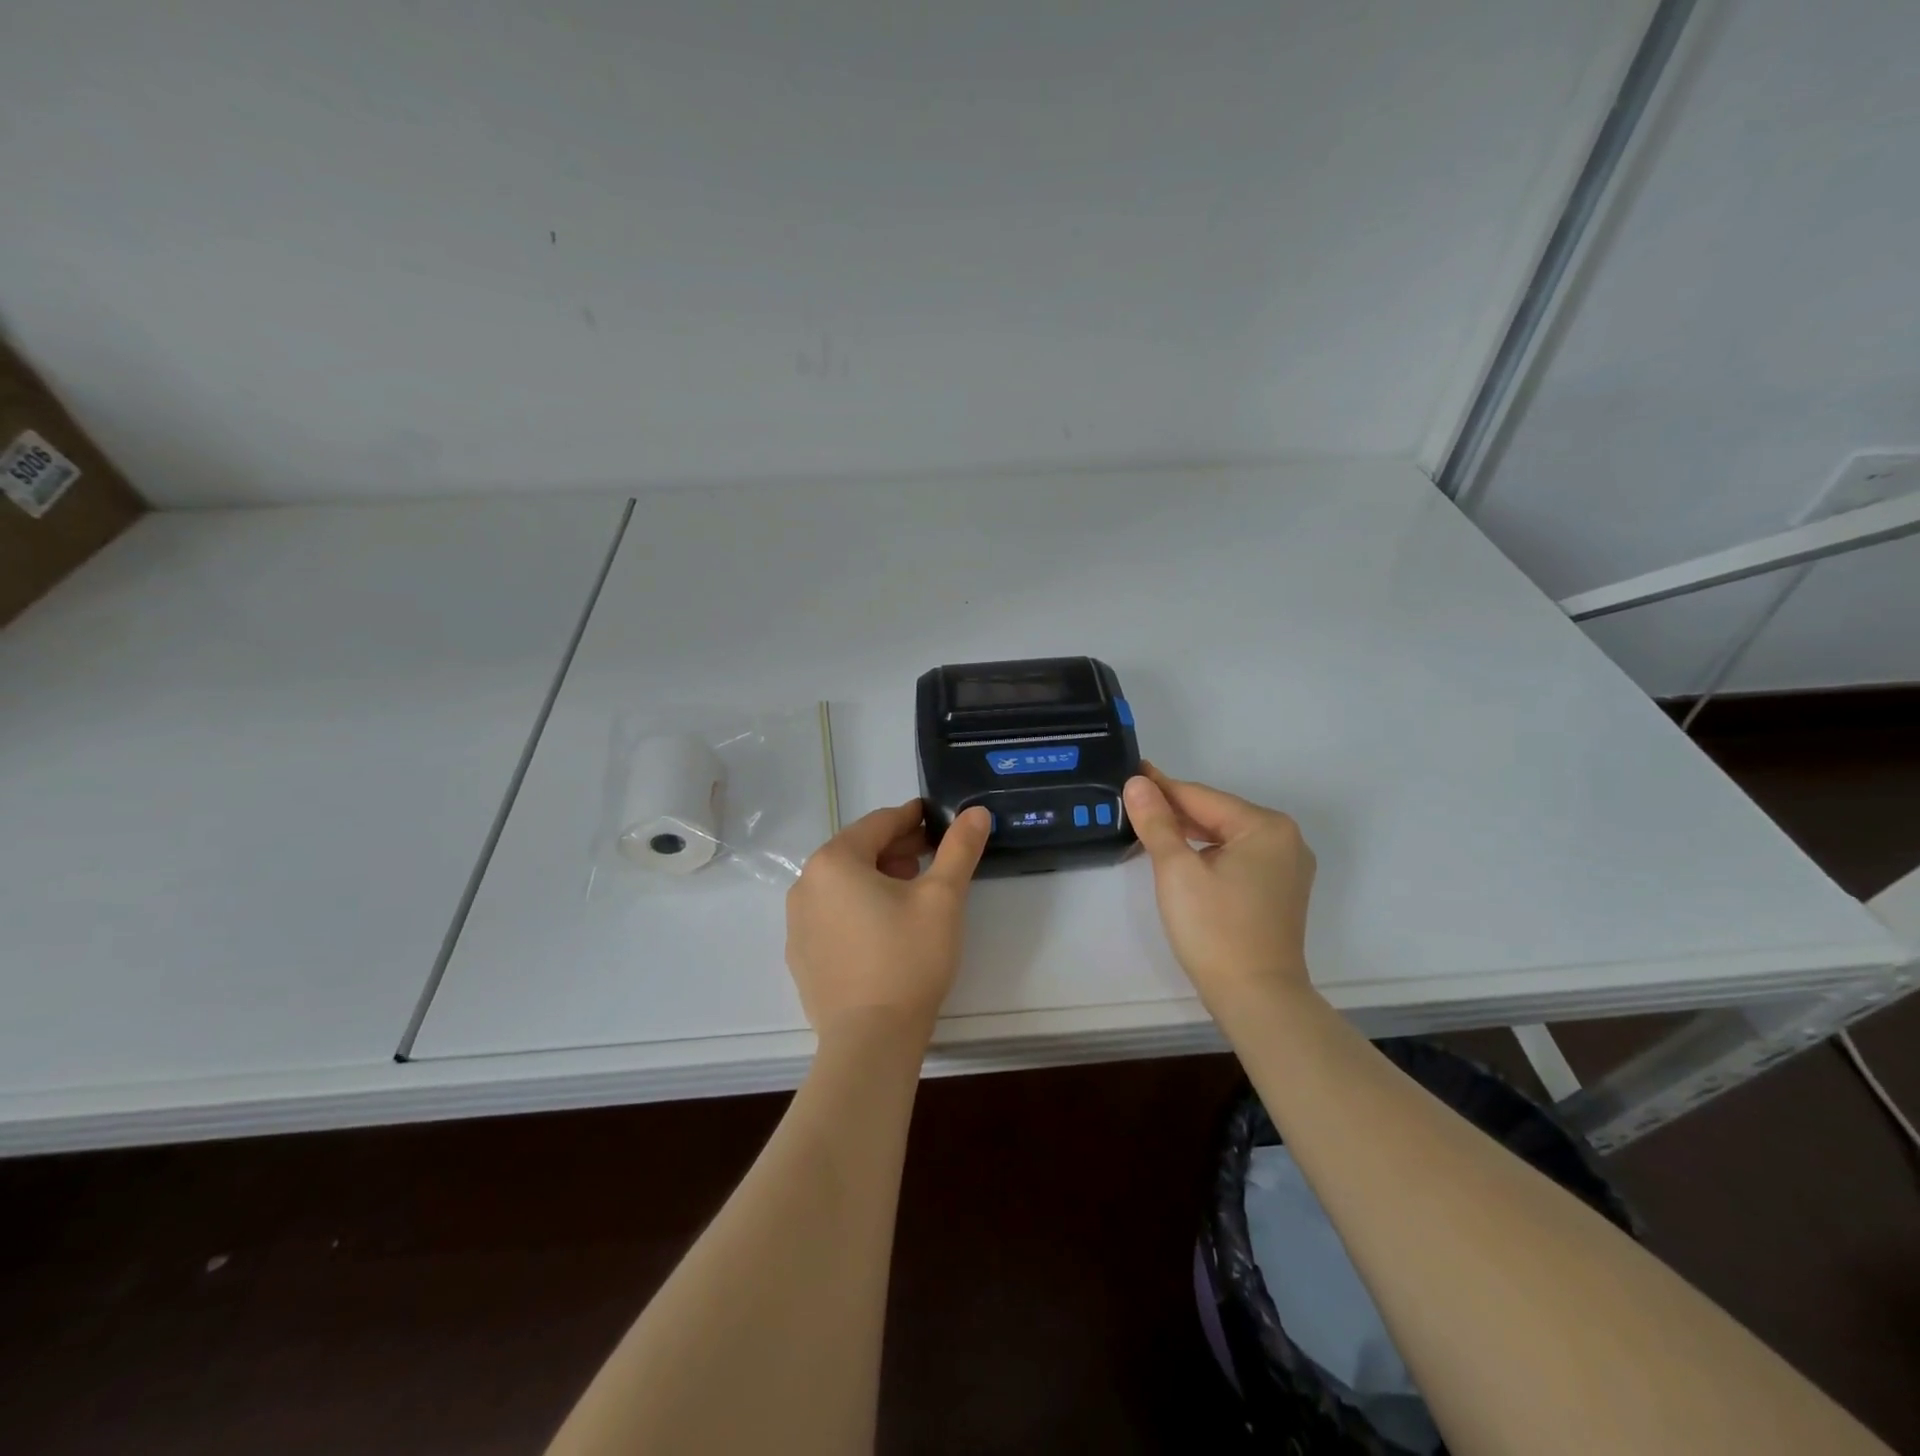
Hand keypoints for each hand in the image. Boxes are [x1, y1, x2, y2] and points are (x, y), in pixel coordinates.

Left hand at [785, 800, 991, 1048]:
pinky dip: (858, 909)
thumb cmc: (908, 958)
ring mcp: (797, 924)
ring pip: (843, 885)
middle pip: (857, 852)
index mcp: (834, 861)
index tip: (936, 819)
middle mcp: (805, 885)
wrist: (871, 1040)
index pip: (878, 824)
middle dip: (896, 849)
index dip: (912, 818)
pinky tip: (884, 929)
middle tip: (932, 857)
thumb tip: (977, 812)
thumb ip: (960, 849)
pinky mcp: (801, 957)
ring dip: (877, 878)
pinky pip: (832, 916)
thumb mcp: (943, 898)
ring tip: (912, 892)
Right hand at [1123, 763, 1316, 1012]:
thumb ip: (1156, 822)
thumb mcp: (1176, 870)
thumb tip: (1137, 782)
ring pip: (1227, 836)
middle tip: (1133, 801)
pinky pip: (1239, 857)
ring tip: (1150, 826)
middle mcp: (1285, 839)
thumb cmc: (1214, 929)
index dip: (1161, 786)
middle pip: (1217, 814)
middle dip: (1175, 810)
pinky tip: (1184, 856)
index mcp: (1265, 826)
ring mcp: (1287, 867)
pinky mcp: (1281, 890)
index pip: (1201, 796)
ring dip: (1190, 832)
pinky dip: (1209, 853)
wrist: (1257, 998)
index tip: (1131, 772)